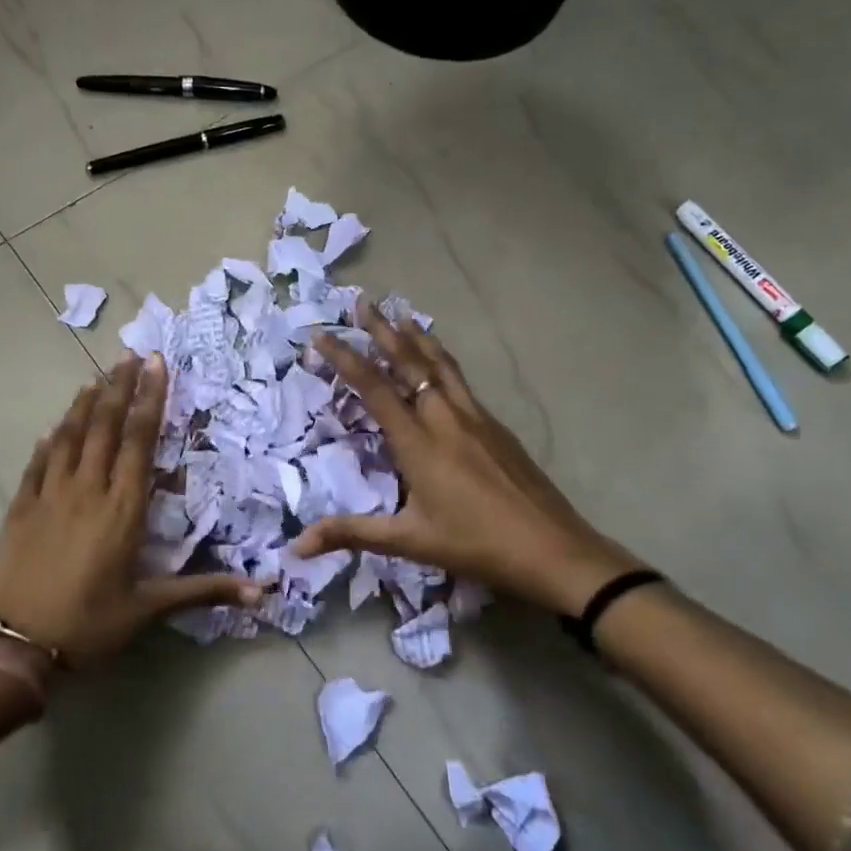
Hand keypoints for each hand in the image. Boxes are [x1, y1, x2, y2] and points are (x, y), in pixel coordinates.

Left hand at [0, 354, 260, 667]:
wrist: (16, 647)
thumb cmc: (90, 625)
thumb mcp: (150, 609)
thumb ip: (204, 591)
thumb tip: (262, 591)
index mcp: (123, 509)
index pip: (140, 441)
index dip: (151, 400)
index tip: (156, 365)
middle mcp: (87, 490)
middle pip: (105, 427)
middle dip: (121, 387)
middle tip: (131, 355)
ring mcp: (49, 495)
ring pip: (69, 437)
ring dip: (85, 404)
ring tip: (98, 376)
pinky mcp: (21, 508)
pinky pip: (37, 463)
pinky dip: (48, 440)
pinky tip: (53, 426)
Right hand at [293, 302, 642, 615]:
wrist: (553, 548)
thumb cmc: (476, 545)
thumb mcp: (409, 542)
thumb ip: (352, 534)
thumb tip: (297, 545)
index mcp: (419, 442)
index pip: (374, 389)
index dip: (345, 359)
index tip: (322, 334)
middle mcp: (446, 418)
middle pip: (410, 363)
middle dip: (382, 330)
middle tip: (362, 301)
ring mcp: (477, 419)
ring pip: (441, 366)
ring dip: (417, 338)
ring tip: (402, 315)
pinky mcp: (498, 428)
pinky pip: (461, 381)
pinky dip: (442, 361)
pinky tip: (442, 365)